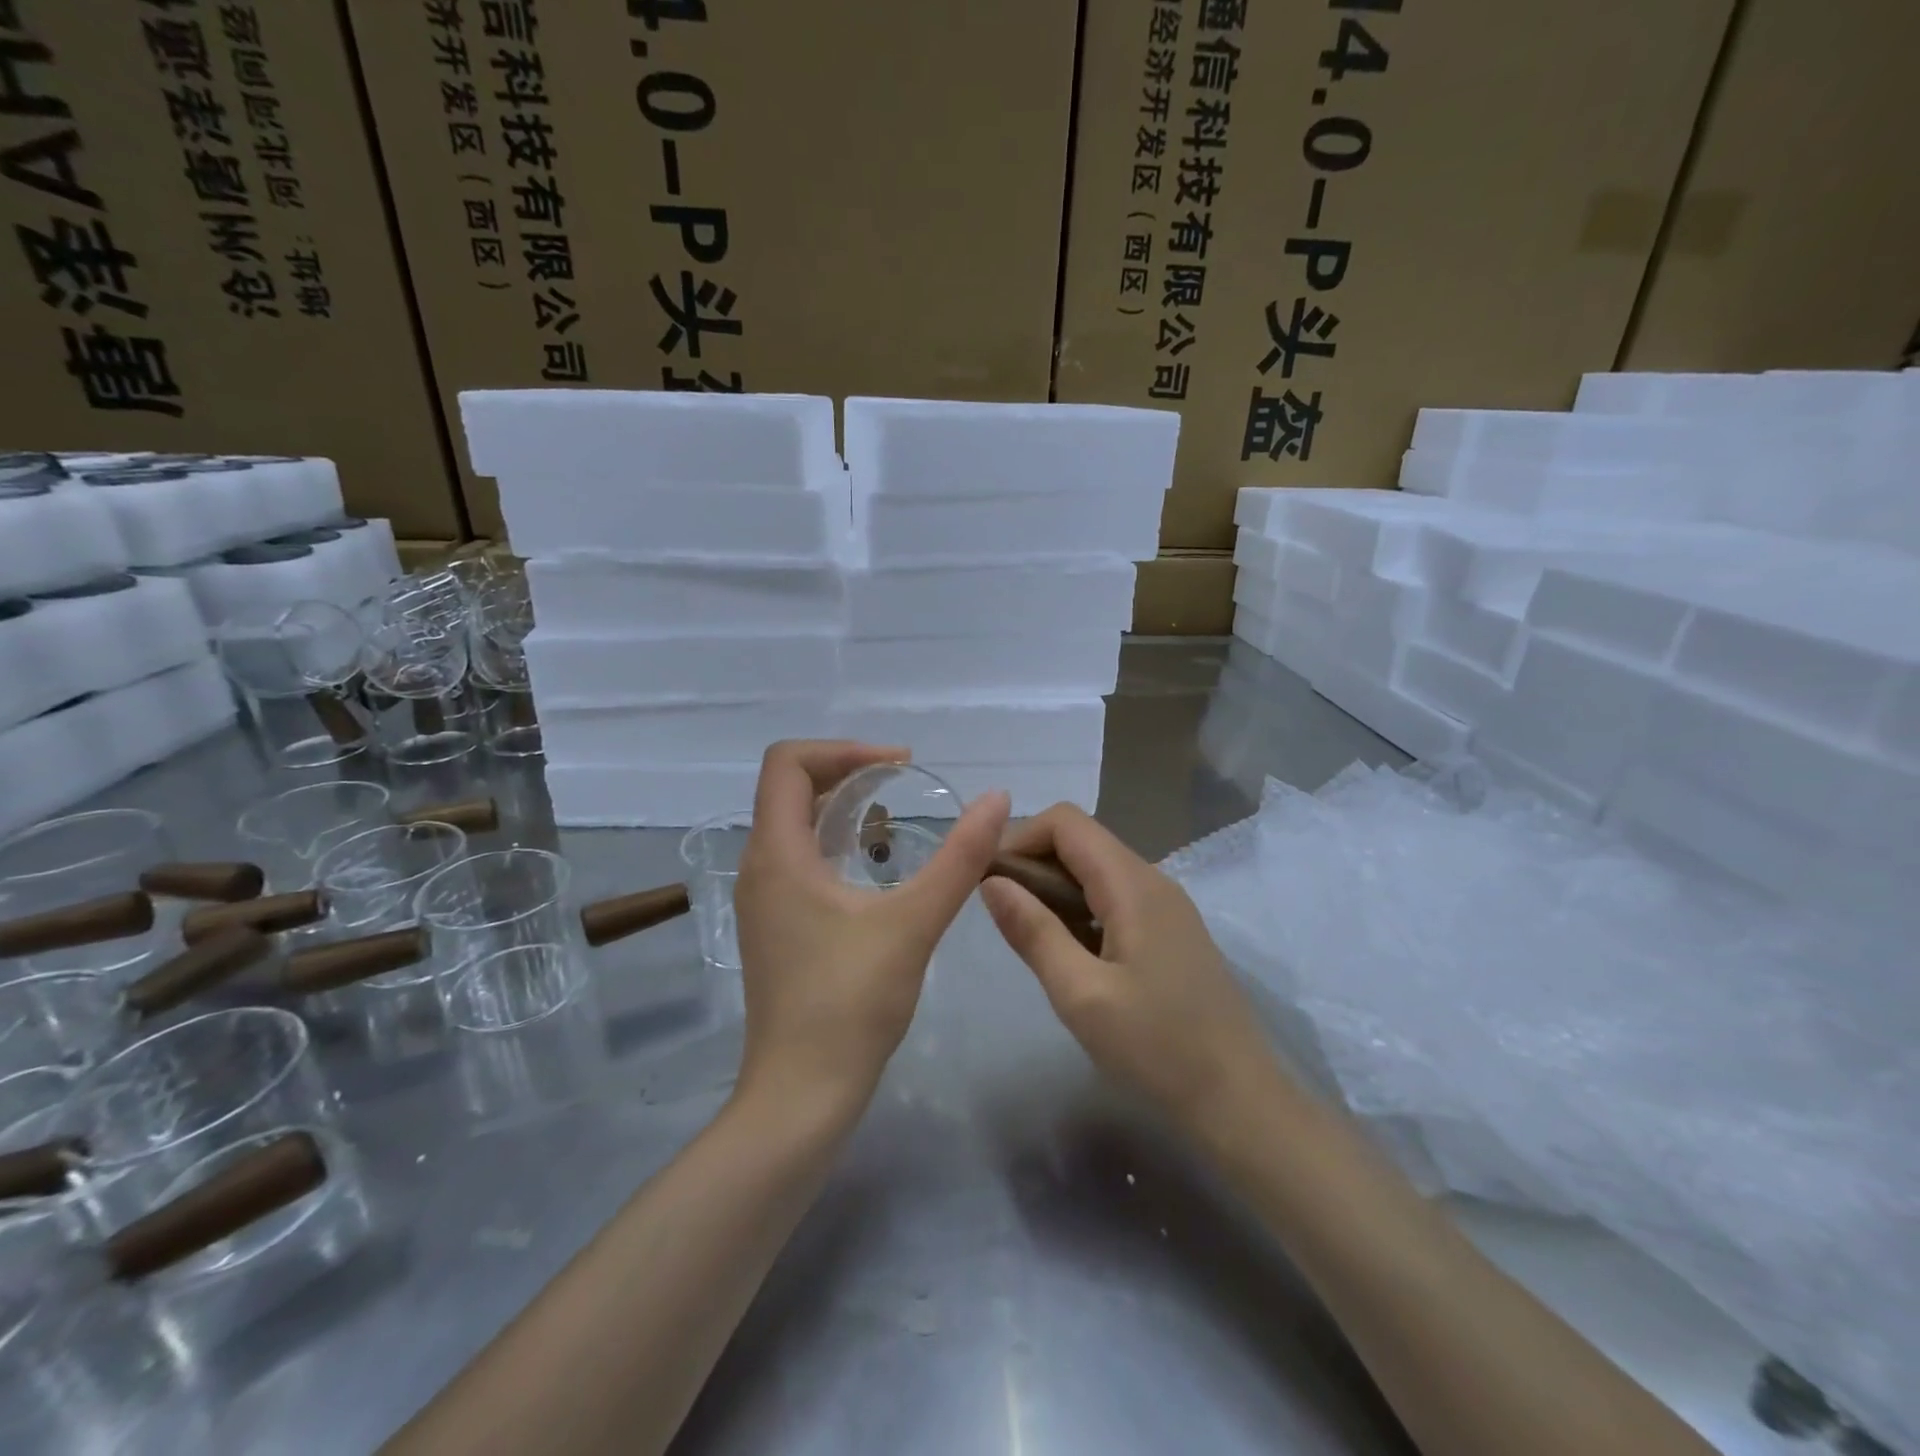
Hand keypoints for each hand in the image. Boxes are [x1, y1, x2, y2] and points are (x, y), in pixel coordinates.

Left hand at [733, 741, 1009, 1120]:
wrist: (801, 1093)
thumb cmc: (851, 1004)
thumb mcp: (914, 923)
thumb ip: (959, 858)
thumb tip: (998, 799)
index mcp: (778, 854)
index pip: (788, 762)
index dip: (844, 749)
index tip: (899, 765)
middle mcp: (758, 867)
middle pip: (789, 787)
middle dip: (846, 771)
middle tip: (902, 782)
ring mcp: (761, 899)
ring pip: (792, 824)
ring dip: (839, 806)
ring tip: (892, 816)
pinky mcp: (773, 925)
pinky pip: (797, 857)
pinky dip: (833, 841)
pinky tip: (874, 867)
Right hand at [981, 804, 1278, 1137]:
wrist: (1241, 1102)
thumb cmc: (1158, 1049)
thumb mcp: (1082, 995)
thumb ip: (1034, 932)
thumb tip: (991, 882)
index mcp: (1133, 884)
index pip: (1066, 822)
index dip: (1019, 838)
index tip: (988, 882)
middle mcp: (1152, 879)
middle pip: (1081, 841)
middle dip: (1032, 863)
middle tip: (1001, 914)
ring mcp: (1166, 906)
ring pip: (1096, 869)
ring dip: (1054, 888)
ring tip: (1027, 935)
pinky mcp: (1170, 932)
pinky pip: (1114, 897)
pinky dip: (1079, 907)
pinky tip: (1068, 951)